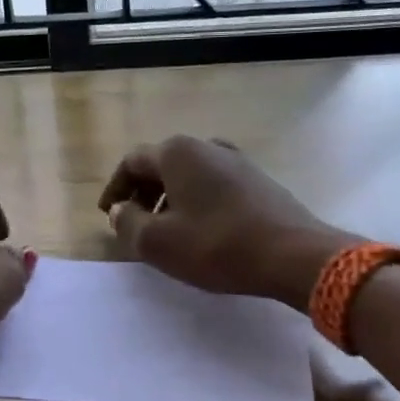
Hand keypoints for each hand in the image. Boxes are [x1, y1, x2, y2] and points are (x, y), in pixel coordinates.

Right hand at [98, 136, 357, 306]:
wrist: (292, 254)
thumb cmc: (216, 245)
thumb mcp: (158, 242)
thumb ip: (129, 224)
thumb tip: (121, 211)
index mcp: (178, 152)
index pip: (132, 162)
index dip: (115, 189)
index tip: (108, 215)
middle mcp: (207, 146)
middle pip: (162, 165)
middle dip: (142, 194)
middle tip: (133, 224)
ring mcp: (238, 161)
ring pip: (190, 176)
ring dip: (170, 200)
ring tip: (166, 232)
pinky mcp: (258, 181)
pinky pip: (214, 186)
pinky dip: (196, 203)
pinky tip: (201, 232)